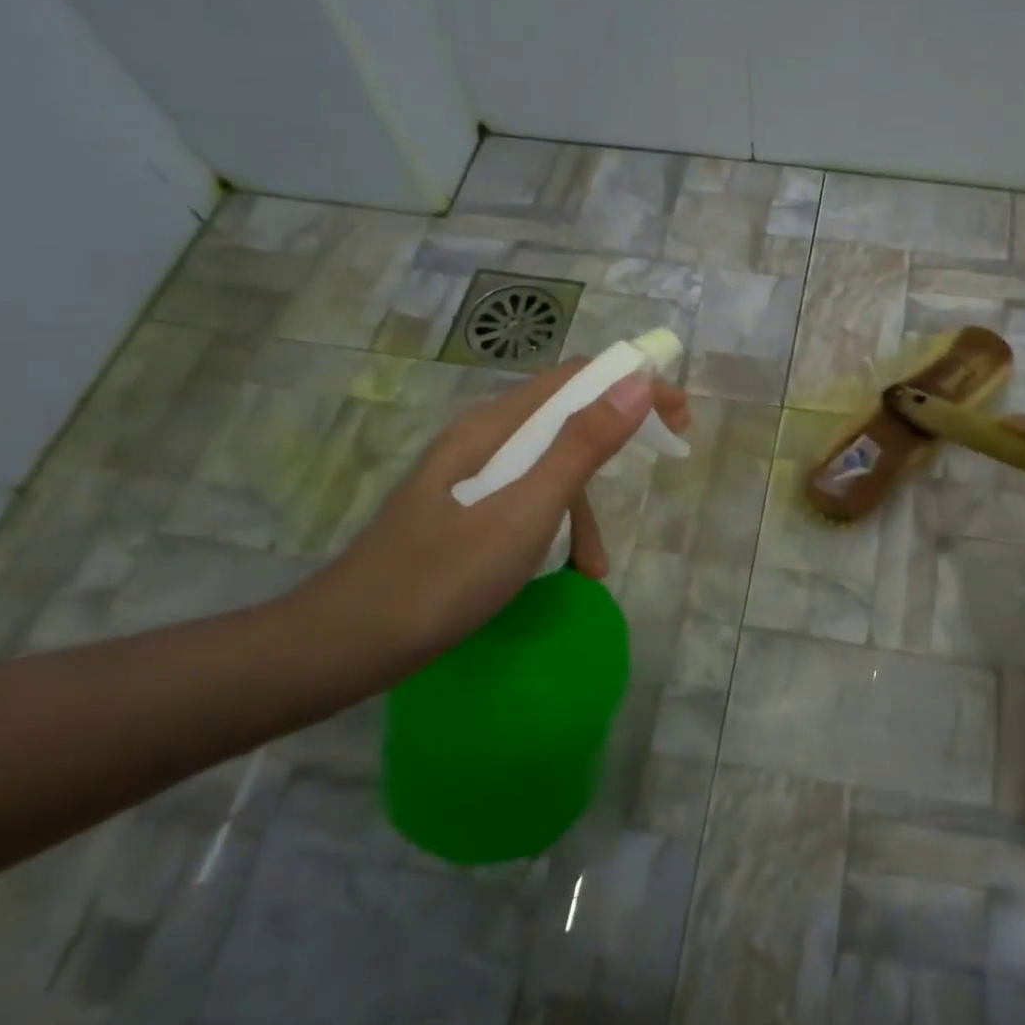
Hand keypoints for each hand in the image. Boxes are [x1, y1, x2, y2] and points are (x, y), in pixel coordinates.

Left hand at [298, 363, 689, 658]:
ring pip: (548, 465)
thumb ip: (582, 446)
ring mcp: (470, 476)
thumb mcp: (526, 511)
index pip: (577, 379)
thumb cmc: (442, 578)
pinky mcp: (464, 511)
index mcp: (494, 427)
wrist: (346, 644)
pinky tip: (561, 572)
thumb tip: (638, 383)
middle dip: (619, 433)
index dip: (633, 385)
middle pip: (565, 416)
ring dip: (585, 504)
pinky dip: (556, 526)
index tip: (678, 414)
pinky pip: (527, 499)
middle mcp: (482, 438)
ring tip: (596, 564)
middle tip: (667, 450)